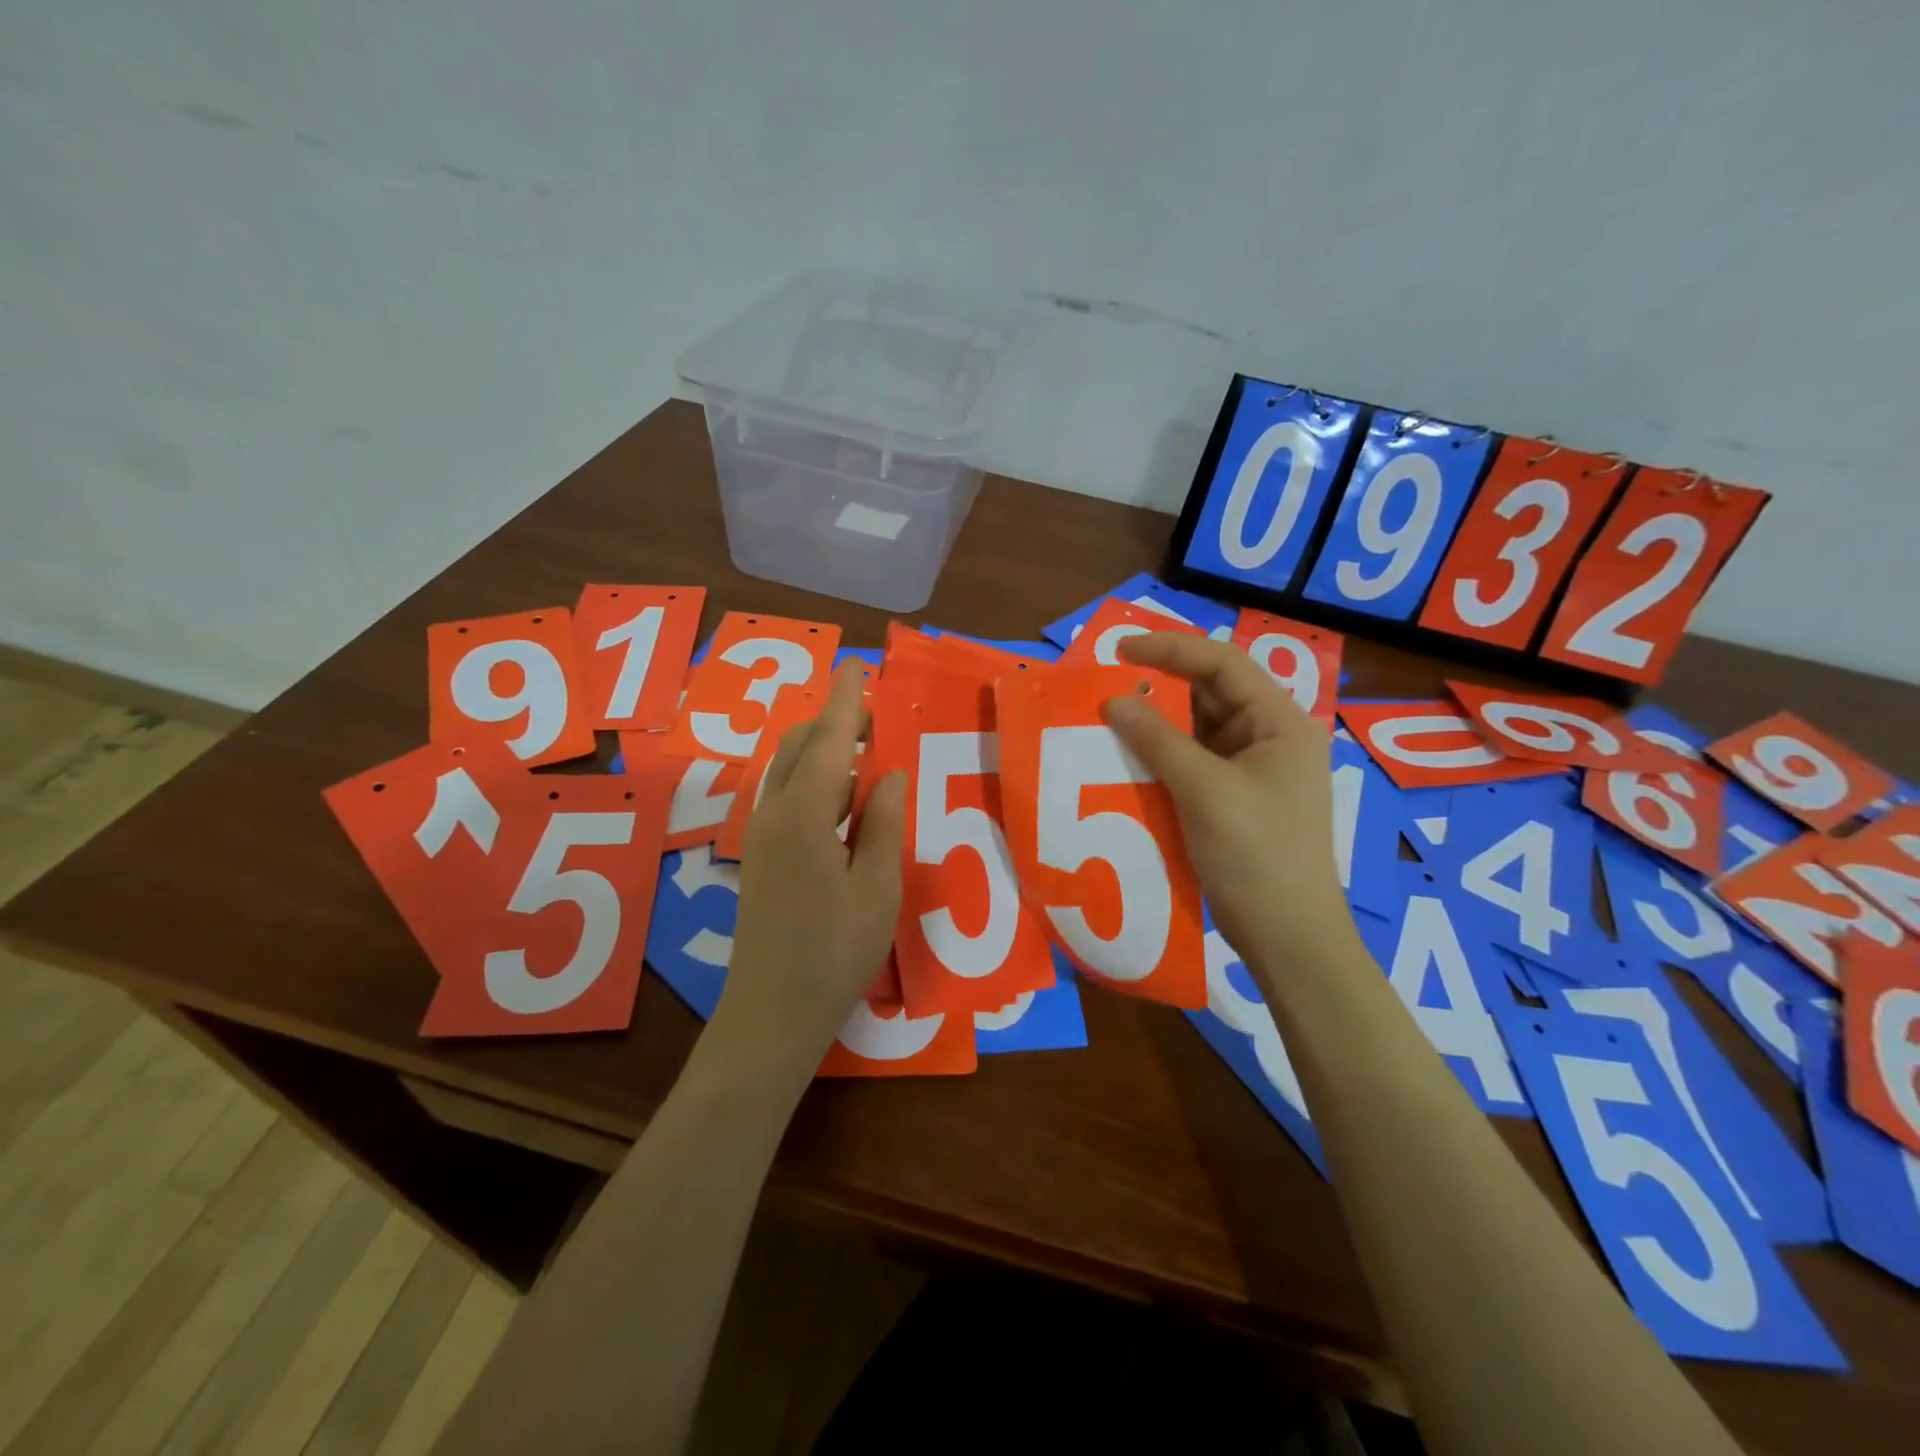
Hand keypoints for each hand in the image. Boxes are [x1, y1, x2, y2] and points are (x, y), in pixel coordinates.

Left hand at [714, 662, 906, 1066]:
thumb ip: (882, 821)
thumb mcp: (877, 884)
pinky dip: (815, 780)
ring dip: (824, 751)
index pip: (827, 739)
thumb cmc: (835, 949)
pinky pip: (788, 796)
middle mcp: (773, 812)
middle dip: (834, 721)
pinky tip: (843, 799)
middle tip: (875, 715)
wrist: (773, 1011)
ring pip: (790, 770)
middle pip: (799, 746)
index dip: (845, 700)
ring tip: (866, 753)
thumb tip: (888, 772)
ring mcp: (762, 834)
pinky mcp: (762, 855)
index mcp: (804, 813)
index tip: (857, 664)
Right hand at [1101, 633, 1352, 962]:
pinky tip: (1129, 756)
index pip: (1223, 664)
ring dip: (1157, 722)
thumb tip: (1112, 701)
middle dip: (1160, 685)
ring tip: (1110, 716)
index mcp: (1281, 722)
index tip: (1119, 650)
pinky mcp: (1234, 797)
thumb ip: (1157, 740)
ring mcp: (1253, 769)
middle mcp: (1270, 737)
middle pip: (1211, 693)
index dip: (1170, 649)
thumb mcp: (1204, 790)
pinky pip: (1194, 761)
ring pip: (1199, 728)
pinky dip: (1162, 755)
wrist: (1287, 936)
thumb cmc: (1256, 855)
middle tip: (1107, 683)